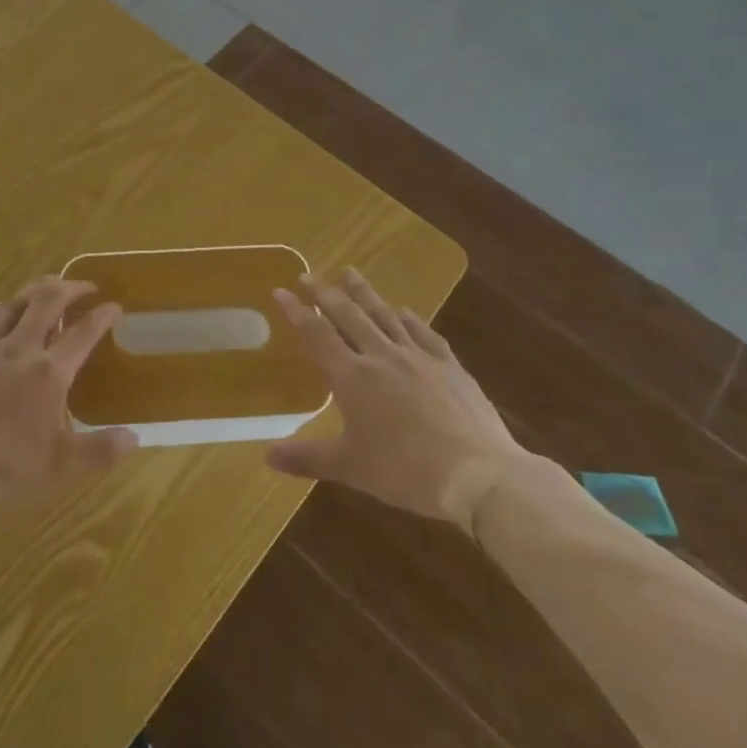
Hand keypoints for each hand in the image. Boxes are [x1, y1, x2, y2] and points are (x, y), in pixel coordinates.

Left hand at [0, 276, 139, 506]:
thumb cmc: (4, 464)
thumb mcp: (61, 465)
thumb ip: (100, 450)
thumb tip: (136, 437)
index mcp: (50, 371)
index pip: (84, 332)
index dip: (103, 314)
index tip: (115, 306)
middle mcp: (20, 348)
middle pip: (48, 300)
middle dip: (70, 287)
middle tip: (84, 287)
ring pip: (14, 303)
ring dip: (35, 291)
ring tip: (47, 290)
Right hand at [268, 269, 526, 532]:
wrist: (478, 475)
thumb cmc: (405, 471)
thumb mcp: (350, 468)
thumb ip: (308, 458)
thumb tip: (268, 456)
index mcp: (352, 377)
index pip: (317, 334)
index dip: (297, 311)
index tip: (281, 290)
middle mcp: (381, 356)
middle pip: (348, 315)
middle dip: (325, 293)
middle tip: (308, 274)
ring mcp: (419, 357)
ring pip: (384, 315)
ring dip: (364, 293)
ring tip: (350, 272)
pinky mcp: (450, 367)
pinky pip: (424, 333)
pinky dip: (410, 319)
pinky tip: (405, 311)